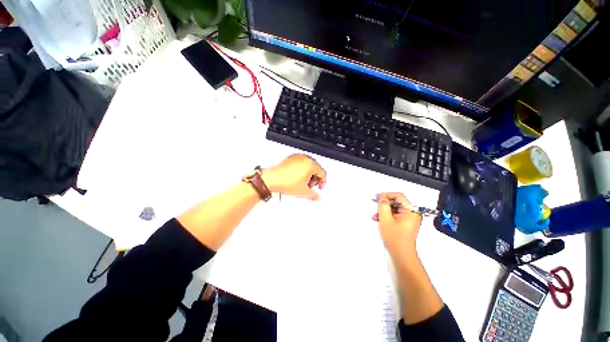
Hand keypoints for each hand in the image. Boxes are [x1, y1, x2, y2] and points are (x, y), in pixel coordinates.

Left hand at [262, 154, 326, 199]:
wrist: (270, 179)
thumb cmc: (285, 182)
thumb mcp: (303, 191)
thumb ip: (314, 195)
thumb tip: (318, 197)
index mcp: (310, 164)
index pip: (322, 172)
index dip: (323, 182)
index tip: (320, 187)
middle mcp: (304, 158)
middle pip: (316, 168)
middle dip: (315, 178)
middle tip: (311, 186)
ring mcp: (297, 157)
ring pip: (308, 165)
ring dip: (309, 174)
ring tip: (303, 183)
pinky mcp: (290, 158)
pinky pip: (300, 163)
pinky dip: (302, 170)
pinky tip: (297, 178)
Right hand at [374, 193, 422, 260]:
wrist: (401, 256)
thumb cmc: (396, 239)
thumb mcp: (385, 219)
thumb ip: (383, 205)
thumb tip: (381, 197)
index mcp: (411, 211)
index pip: (399, 196)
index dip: (387, 195)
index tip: (377, 197)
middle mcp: (412, 214)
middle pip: (396, 202)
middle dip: (384, 204)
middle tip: (376, 206)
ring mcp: (408, 220)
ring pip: (394, 209)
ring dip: (384, 211)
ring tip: (376, 216)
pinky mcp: (404, 224)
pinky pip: (394, 216)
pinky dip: (386, 216)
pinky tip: (379, 219)